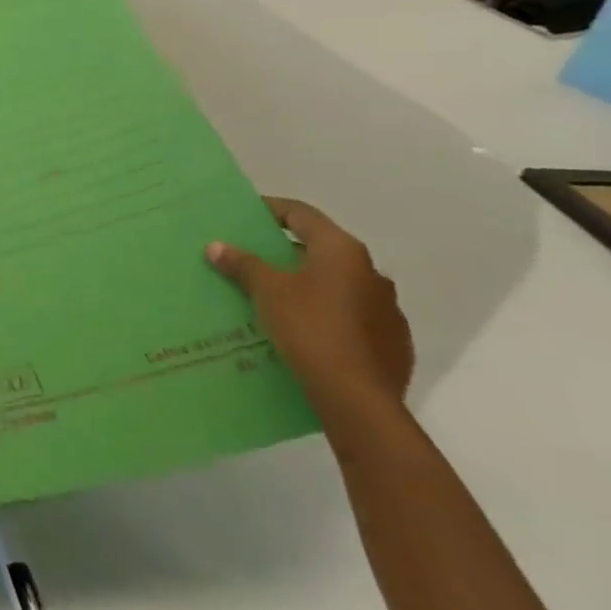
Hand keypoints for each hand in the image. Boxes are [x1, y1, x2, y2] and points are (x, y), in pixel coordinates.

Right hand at [208, 197, 413, 419]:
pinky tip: (305, 330)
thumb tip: (217, 246)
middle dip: (286, 252)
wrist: (359, 400)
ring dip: (308, 284)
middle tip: (252, 257)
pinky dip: (326, 314)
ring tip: (275, 297)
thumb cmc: (310, 329)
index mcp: (342, 251)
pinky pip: (351, 316)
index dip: (270, 210)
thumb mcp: (266, 291)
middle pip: (320, 249)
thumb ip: (242, 264)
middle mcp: (372, 273)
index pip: (301, 214)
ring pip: (338, 285)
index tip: (244, 215)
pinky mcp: (393, 343)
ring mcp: (388, 310)